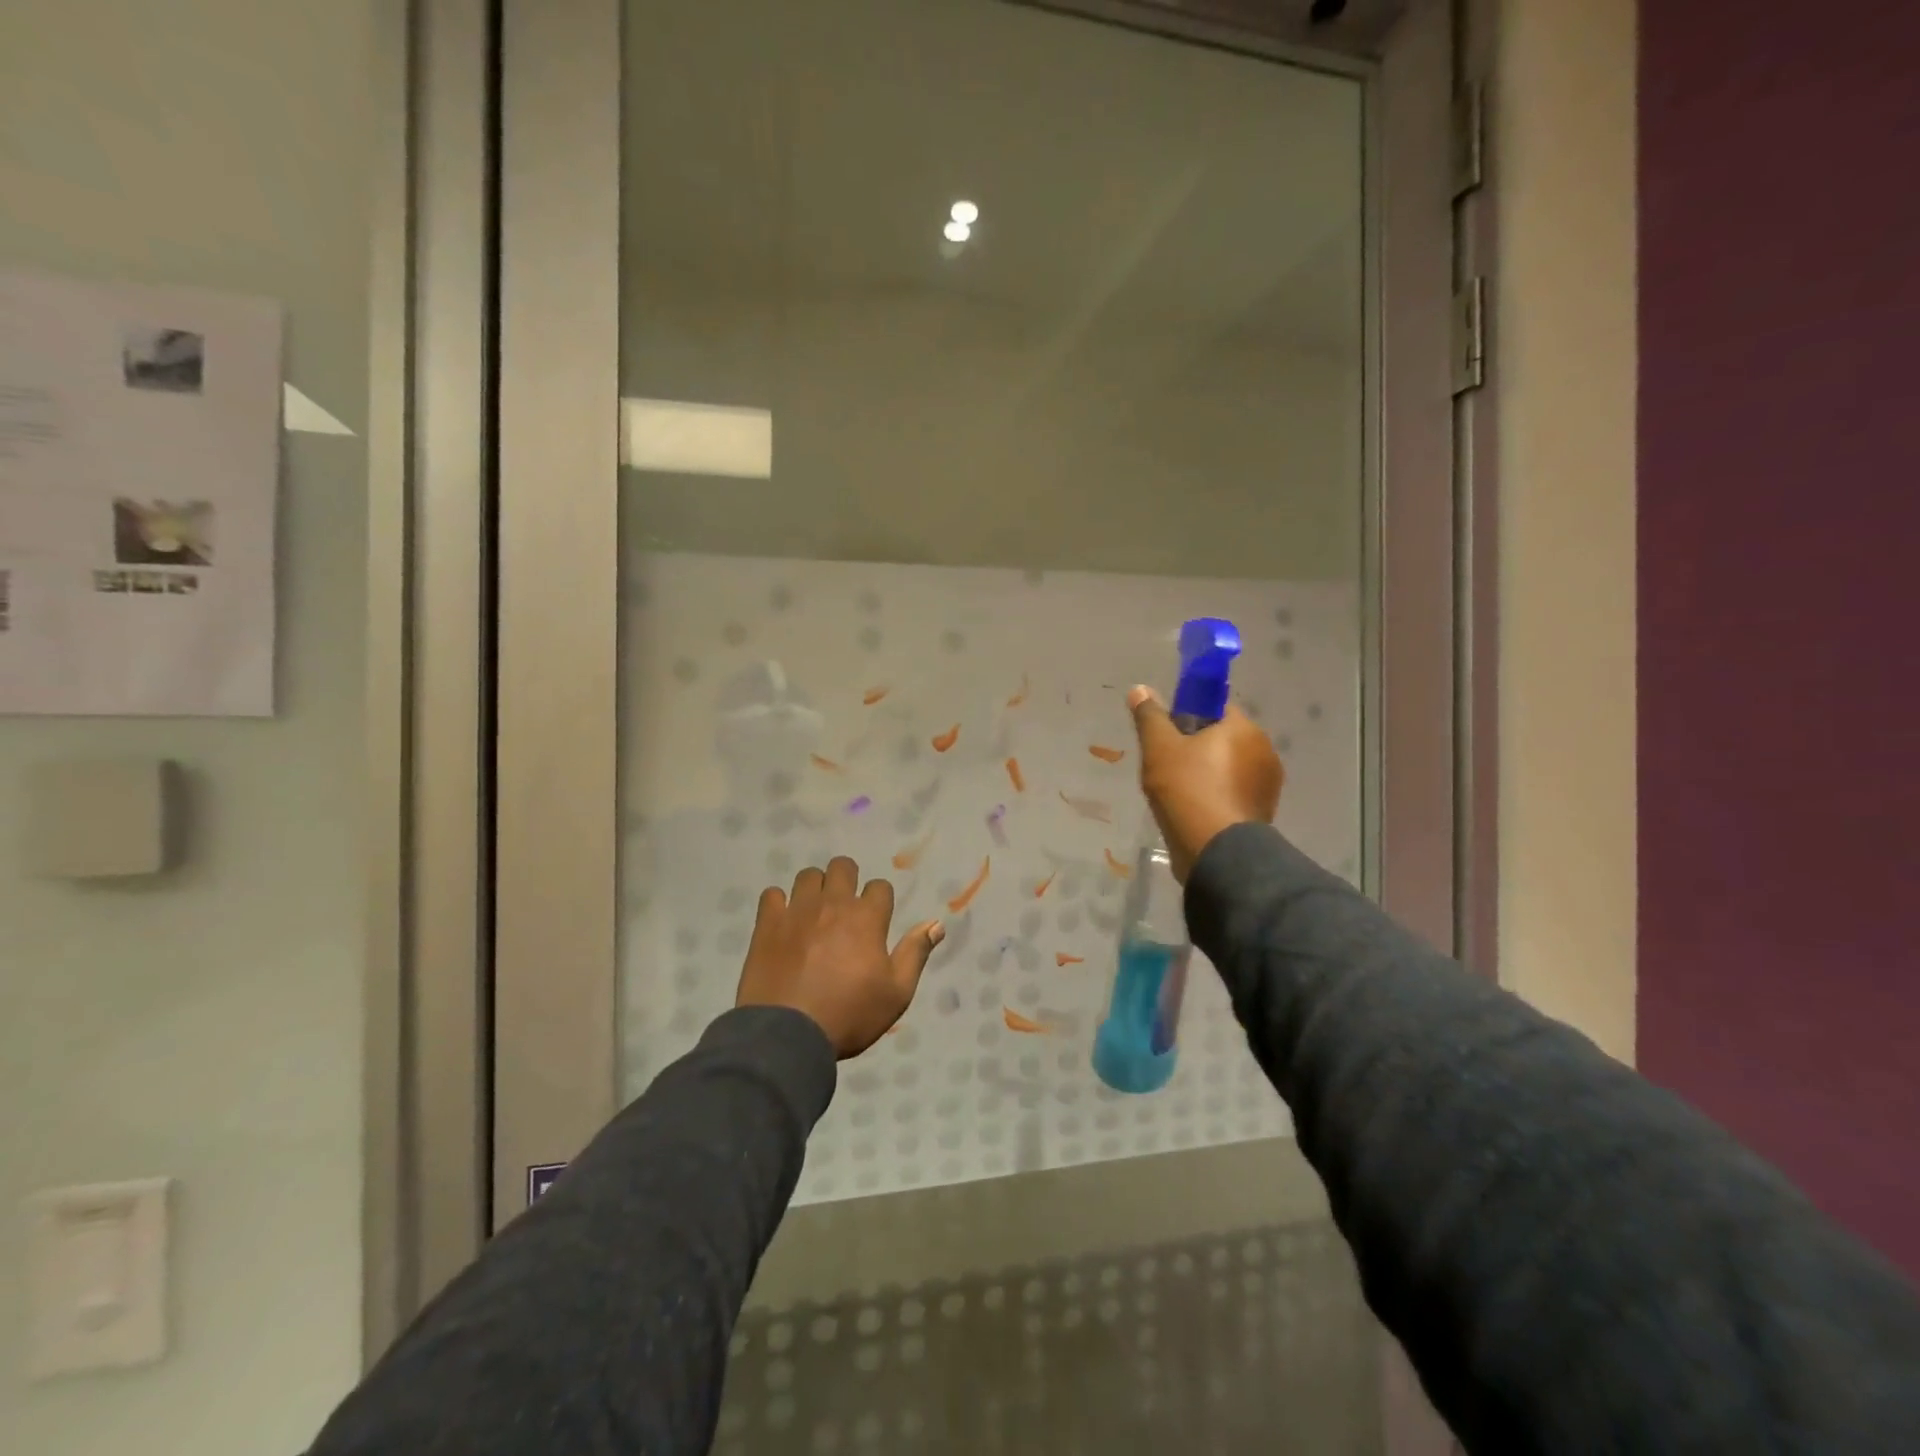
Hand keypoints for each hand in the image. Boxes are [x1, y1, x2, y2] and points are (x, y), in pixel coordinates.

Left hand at [735, 856, 944, 1057]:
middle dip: (847, 880)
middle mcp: (833, 904)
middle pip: (843, 867)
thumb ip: (916, 953)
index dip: (880, 901)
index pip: (880, 887)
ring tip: (814, 912)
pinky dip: (779, 903)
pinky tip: (783, 921)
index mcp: (867, 918)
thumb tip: (936, 923)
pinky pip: (772, 894)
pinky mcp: (768, 923)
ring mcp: (797, 910)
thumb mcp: (896, 993)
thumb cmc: (849, 1015)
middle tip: (844, 907)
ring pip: (808, 875)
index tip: (876, 921)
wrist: (789, 1034)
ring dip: (815, 888)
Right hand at [1128, 686, 1284, 881]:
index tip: (1167, 735)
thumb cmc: (1187, 790)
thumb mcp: (1159, 748)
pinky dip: (1215, 795)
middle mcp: (1264, 750)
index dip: (1187, 716)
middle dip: (1196, 747)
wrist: (1216, 853)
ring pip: (1228, 767)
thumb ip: (1150, 716)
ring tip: (1177, 792)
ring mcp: (1267, 784)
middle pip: (1222, 737)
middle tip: (1165, 766)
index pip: (1215, 707)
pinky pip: (1233, 792)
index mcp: (1243, 728)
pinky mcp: (1262, 811)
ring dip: (1207, 773)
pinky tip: (1193, 810)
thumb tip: (1140, 688)